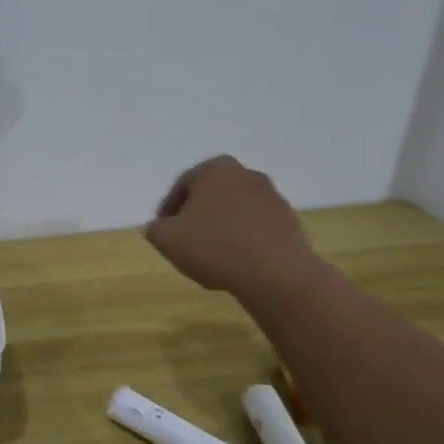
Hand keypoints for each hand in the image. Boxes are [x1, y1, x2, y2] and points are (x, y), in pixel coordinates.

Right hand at [144, 155, 324, 302]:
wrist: (277, 274)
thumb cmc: (215, 247)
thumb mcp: (167, 239)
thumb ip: (155, 228)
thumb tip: (160, 227)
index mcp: (215, 169)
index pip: (181, 186)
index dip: (167, 211)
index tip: (162, 232)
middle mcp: (245, 174)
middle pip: (210, 195)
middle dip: (196, 216)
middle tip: (185, 241)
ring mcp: (271, 195)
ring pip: (233, 210)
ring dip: (220, 227)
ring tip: (210, 255)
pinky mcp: (288, 219)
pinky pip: (254, 225)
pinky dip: (242, 238)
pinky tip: (235, 261)